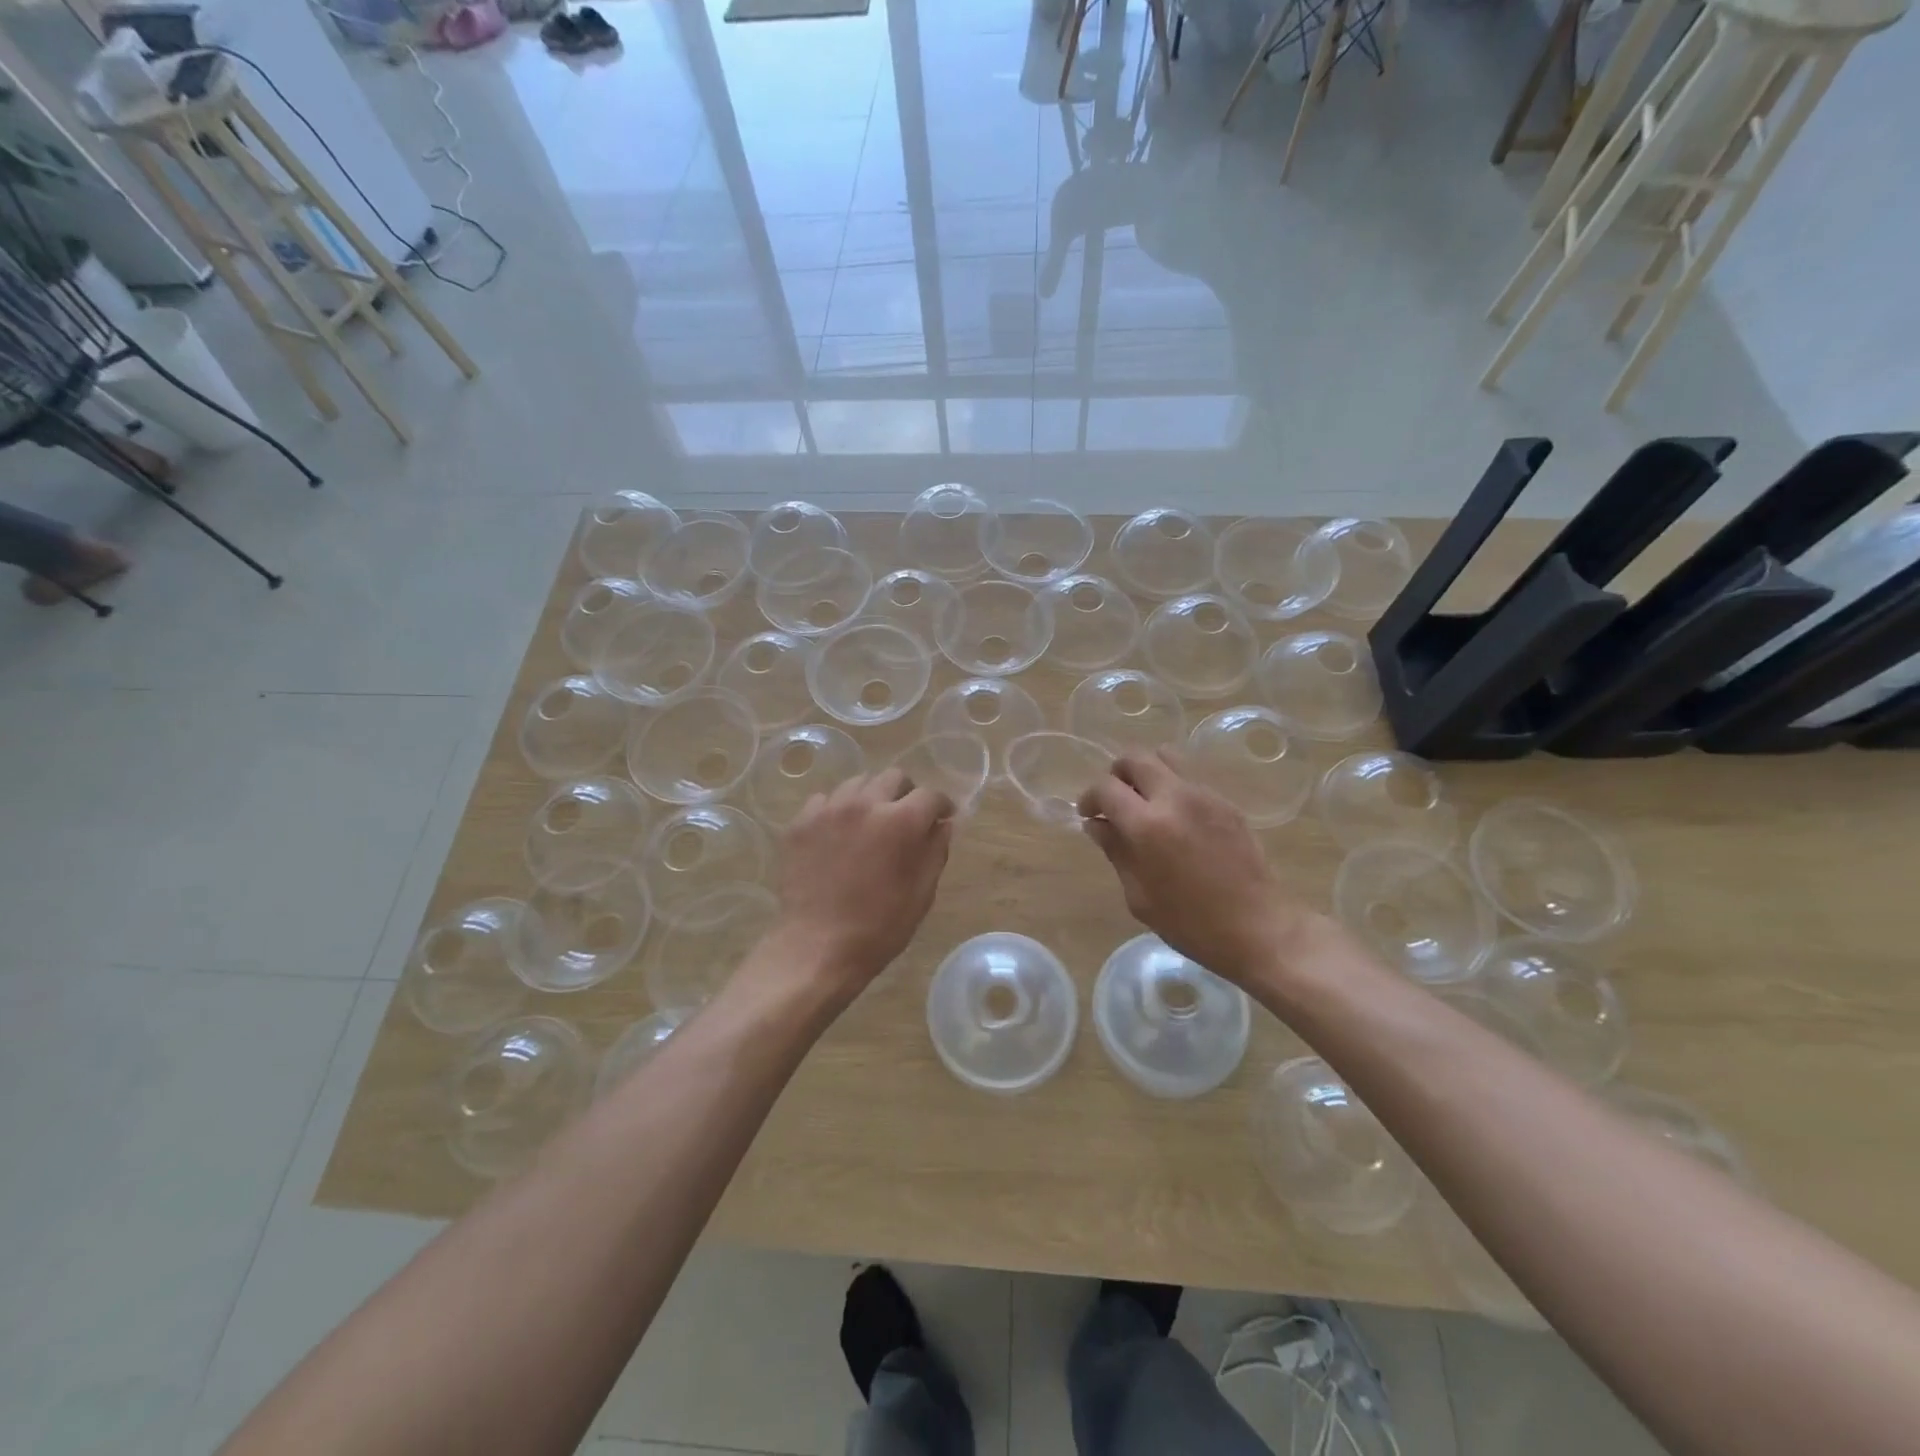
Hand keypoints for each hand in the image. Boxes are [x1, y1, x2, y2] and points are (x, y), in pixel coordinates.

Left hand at [772, 769, 954, 995]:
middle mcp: (866, 803)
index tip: (942, 817)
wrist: (818, 947)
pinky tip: (838, 835)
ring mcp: (829, 810)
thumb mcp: (922, 892)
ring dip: (871, 798)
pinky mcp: (800, 823)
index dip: (941, 806)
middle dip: (906, 794)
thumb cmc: (880, 927)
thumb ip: (936, 849)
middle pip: (893, 777)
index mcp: (902, 821)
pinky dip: (837, 811)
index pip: (931, 795)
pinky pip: (824, 801)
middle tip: (905, 818)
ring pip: (857, 783)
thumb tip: (942, 824)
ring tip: (869, 823)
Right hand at [1077, 748, 1308, 982]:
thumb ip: (1116, 851)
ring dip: (1147, 772)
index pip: (1106, 787)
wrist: (1258, 928)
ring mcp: (1205, 795)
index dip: (1089, 797)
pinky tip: (1176, 820)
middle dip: (1117, 774)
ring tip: (1145, 802)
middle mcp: (1175, 798)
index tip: (1088, 815)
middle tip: (1115, 801)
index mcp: (1147, 825)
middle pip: (1135, 757)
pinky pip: (1190, 778)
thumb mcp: (1139, 896)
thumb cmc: (1191, 923)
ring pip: (1166, 756)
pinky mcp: (1226, 802)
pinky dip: (1173, 787)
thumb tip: (1097, 825)